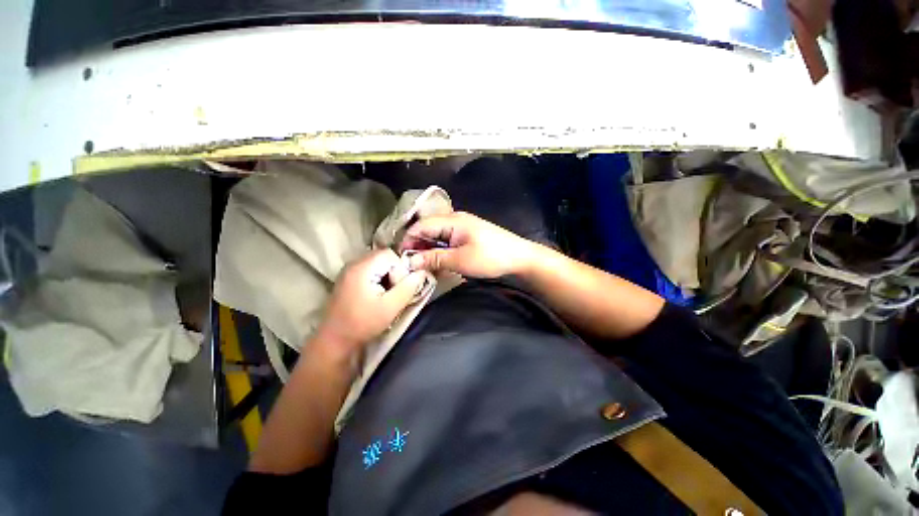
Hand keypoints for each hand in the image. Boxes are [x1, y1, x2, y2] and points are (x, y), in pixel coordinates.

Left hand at [314, 249, 425, 359]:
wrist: (335, 340)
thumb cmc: (363, 323)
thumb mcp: (391, 307)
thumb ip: (408, 287)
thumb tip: (422, 272)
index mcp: (363, 267)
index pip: (390, 255)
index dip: (400, 269)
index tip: (399, 288)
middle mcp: (354, 264)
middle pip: (384, 257)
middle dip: (394, 272)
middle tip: (394, 292)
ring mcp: (349, 271)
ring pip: (378, 264)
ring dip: (387, 276)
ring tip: (386, 295)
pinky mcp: (348, 279)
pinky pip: (369, 270)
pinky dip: (378, 279)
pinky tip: (377, 295)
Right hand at [401, 212, 536, 278]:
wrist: (519, 257)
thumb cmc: (490, 257)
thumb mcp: (460, 260)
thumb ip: (434, 258)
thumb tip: (410, 261)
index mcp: (452, 220)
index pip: (421, 226)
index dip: (408, 241)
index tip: (401, 259)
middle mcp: (454, 220)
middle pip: (427, 229)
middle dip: (417, 246)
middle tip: (410, 265)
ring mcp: (462, 227)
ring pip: (436, 236)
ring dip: (427, 249)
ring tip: (421, 265)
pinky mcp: (467, 236)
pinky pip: (446, 240)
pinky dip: (439, 250)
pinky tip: (436, 261)